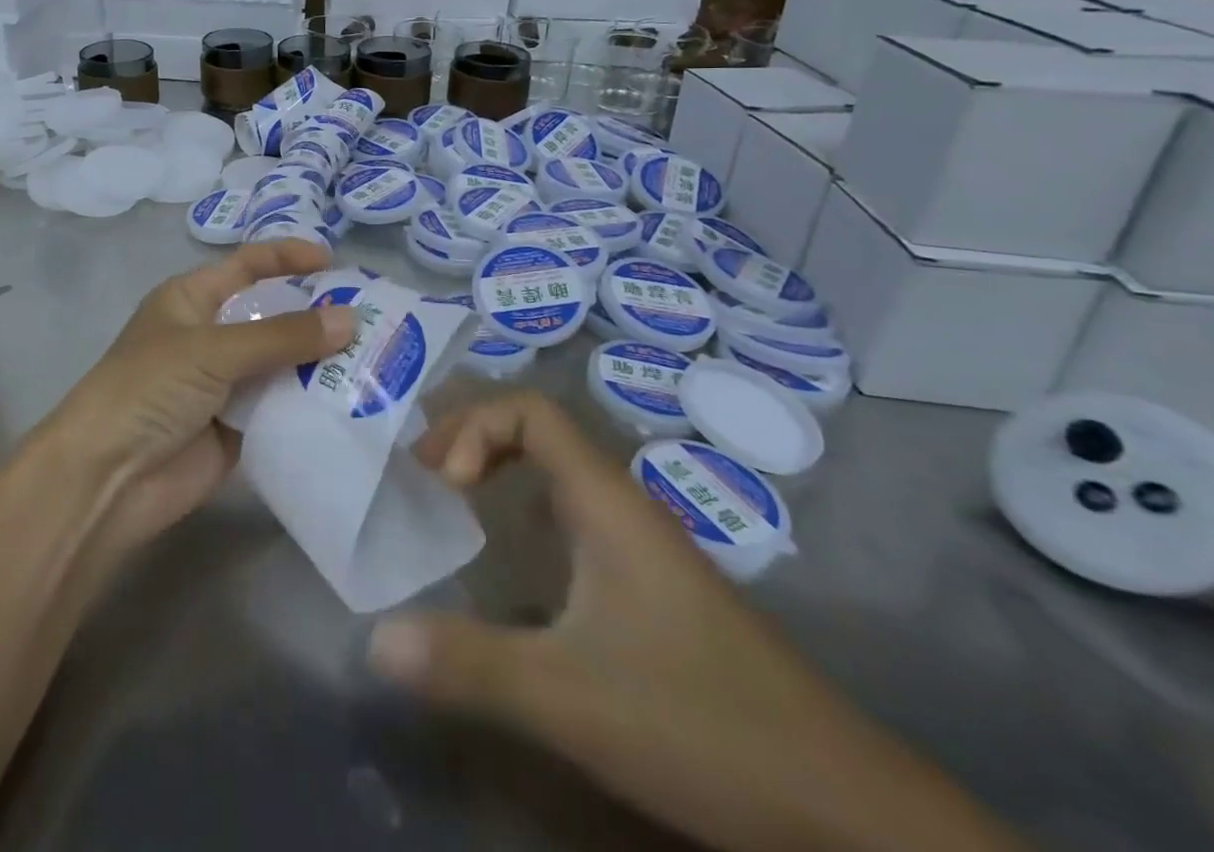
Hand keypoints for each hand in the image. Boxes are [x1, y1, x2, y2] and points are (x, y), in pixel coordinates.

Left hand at [42, 240, 356, 557]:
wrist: (108, 479)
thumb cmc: (150, 388)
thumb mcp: (213, 349)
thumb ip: (283, 336)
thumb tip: (351, 319)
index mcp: (193, 298)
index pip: (248, 266)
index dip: (289, 259)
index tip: (336, 263)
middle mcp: (211, 335)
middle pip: (273, 315)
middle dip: (316, 315)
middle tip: (374, 317)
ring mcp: (225, 383)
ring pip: (283, 363)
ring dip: (321, 362)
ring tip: (377, 358)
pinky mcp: (238, 428)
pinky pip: (282, 407)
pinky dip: (312, 404)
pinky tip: (354, 402)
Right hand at [367, 393, 1022, 851]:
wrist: (845, 810)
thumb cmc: (700, 723)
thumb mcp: (569, 697)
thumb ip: (470, 665)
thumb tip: (375, 640)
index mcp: (606, 501)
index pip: (530, 411)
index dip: (474, 427)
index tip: (444, 484)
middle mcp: (623, 507)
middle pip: (539, 432)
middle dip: (474, 439)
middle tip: (425, 477)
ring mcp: (643, 548)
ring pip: (559, 474)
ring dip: (500, 471)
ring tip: (452, 503)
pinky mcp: (653, 589)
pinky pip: (574, 517)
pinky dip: (527, 514)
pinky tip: (513, 568)